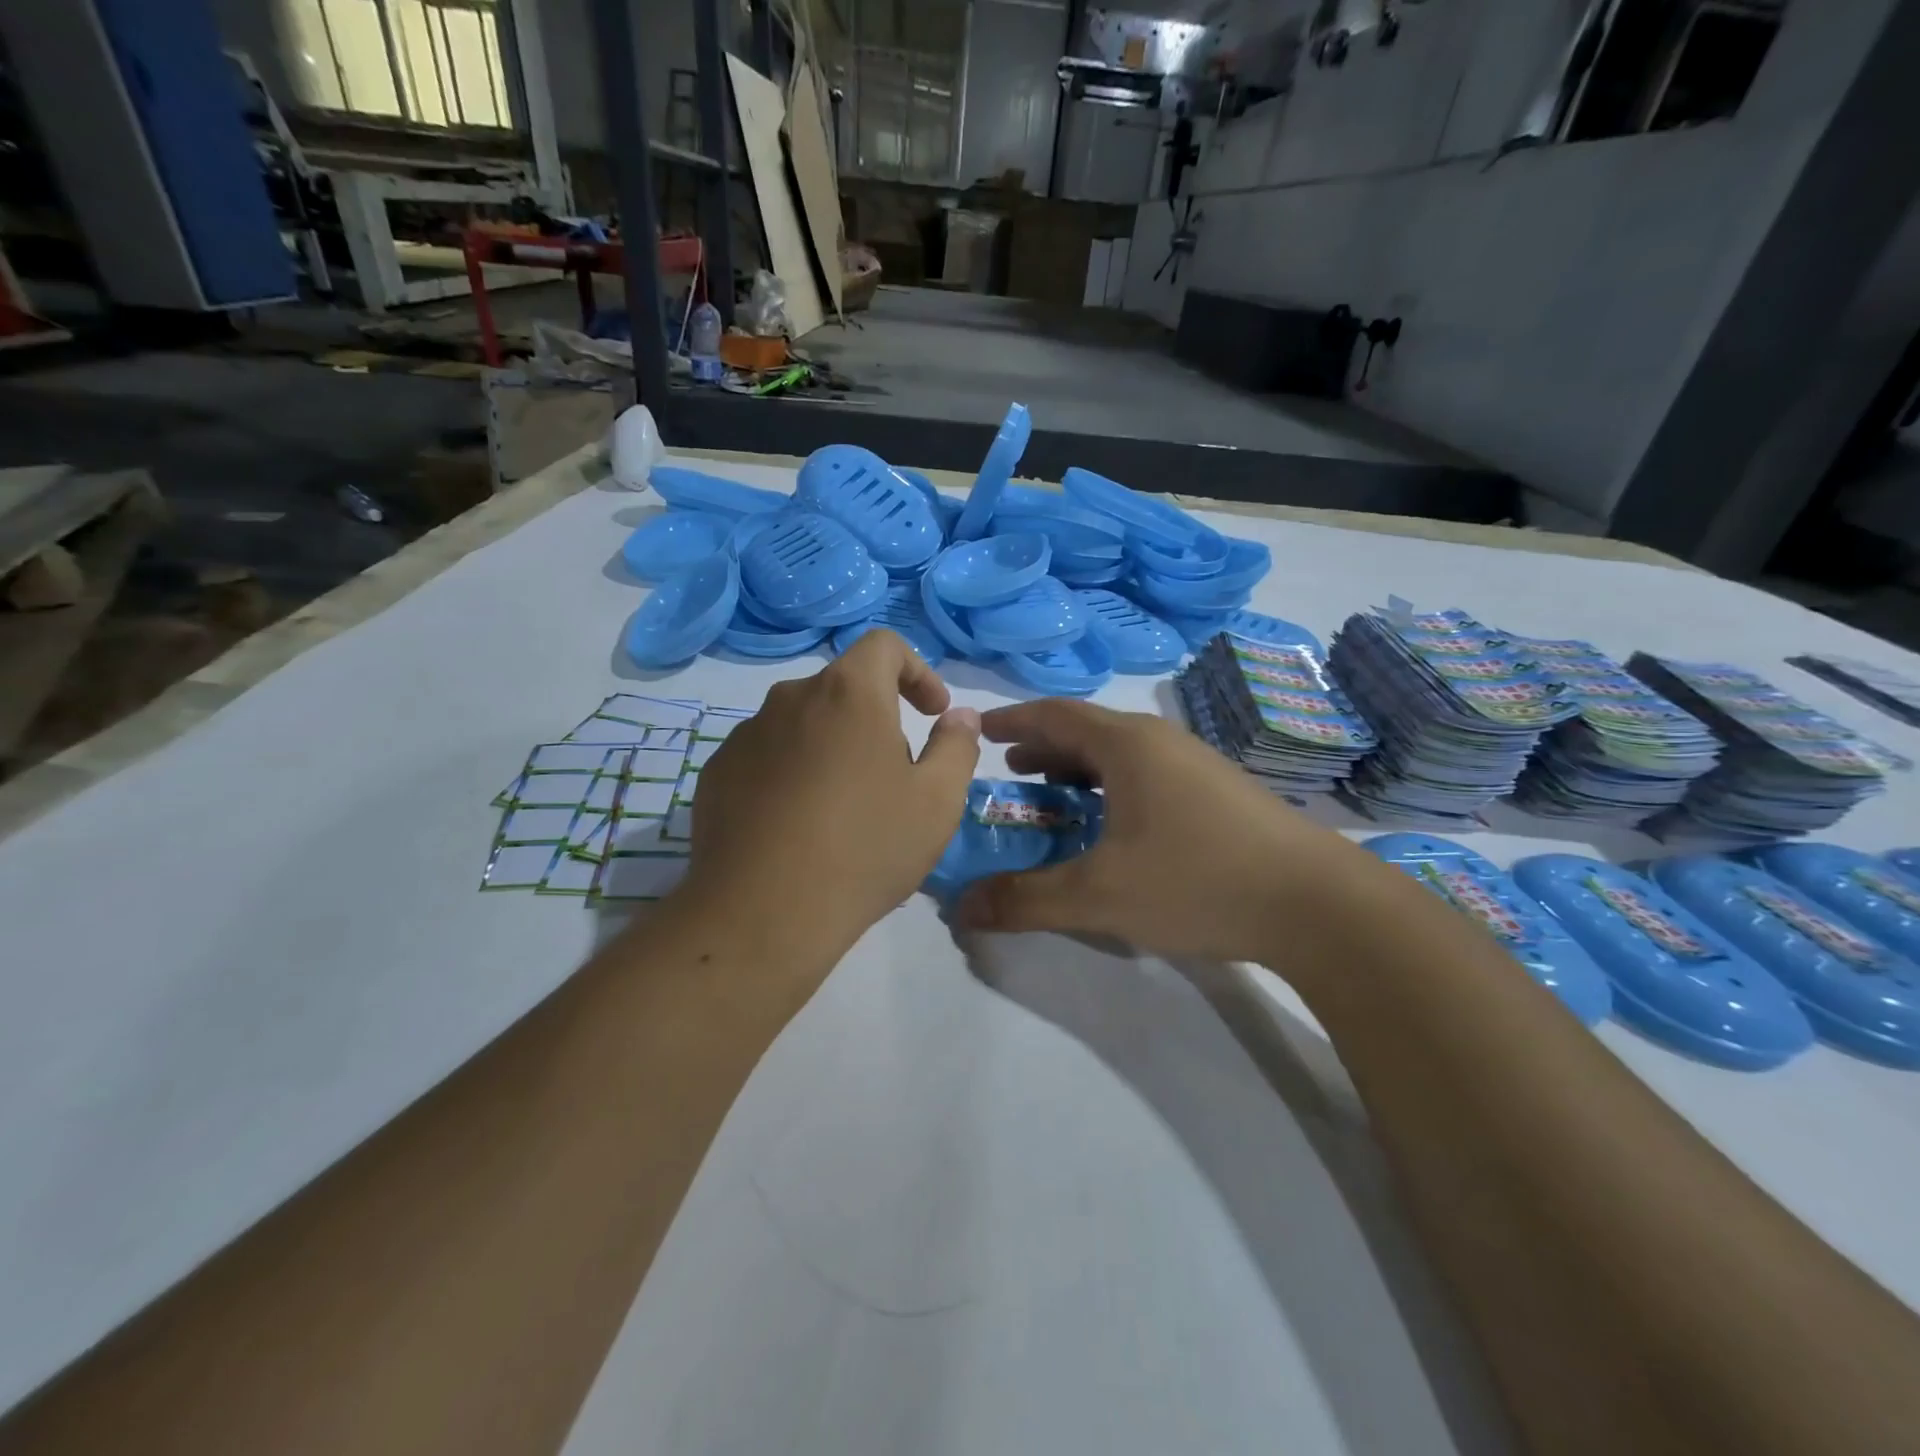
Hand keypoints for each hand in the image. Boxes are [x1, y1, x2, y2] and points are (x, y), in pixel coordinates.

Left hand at [682, 631, 980, 960]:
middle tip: (895, 774)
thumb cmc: (865, 848)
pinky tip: (799, 826)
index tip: (931, 713)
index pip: (884, 645)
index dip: (917, 670)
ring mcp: (746, 735)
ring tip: (845, 808)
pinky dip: (792, 772)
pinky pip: (768, 755)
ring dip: (832, 746)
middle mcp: (791, 698)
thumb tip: (959, 716)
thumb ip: (956, 746)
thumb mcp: (937, 801)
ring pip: (804, 723)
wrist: (762, 912)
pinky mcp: (717, 773)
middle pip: (843, 687)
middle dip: (877, 717)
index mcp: (848, 693)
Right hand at [955, 699, 1375, 962]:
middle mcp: (1160, 741)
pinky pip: (1146, 775)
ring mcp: (1195, 764)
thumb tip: (960, 908)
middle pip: (1086, 731)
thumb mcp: (1099, 895)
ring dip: (1078, 769)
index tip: (980, 730)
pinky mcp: (1217, 792)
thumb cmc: (1197, 880)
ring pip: (1120, 755)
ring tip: (1052, 795)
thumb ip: (1025, 900)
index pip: (1054, 714)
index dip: (1013, 719)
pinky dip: (1111, 788)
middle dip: (1043, 748)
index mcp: (1127, 744)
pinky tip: (1112, 825)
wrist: (1317, 903)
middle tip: (1009, 771)